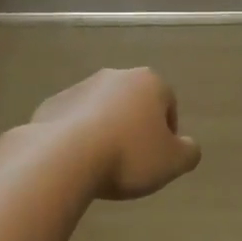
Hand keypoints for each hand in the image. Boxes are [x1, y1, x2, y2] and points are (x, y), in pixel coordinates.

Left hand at [30, 67, 201, 199]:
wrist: (64, 157)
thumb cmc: (128, 155)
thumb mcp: (174, 162)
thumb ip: (189, 152)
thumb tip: (188, 146)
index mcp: (149, 82)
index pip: (168, 105)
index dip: (167, 134)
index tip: (158, 159)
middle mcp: (115, 76)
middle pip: (134, 104)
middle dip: (135, 128)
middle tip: (132, 162)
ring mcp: (80, 87)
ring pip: (103, 111)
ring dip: (106, 131)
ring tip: (102, 164)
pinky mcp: (52, 104)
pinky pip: (73, 122)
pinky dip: (78, 137)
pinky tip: (77, 161)